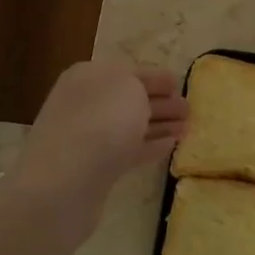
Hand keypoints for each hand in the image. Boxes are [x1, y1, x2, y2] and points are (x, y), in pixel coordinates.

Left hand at [10, 61, 187, 210]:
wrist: (65, 182)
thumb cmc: (101, 122)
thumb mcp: (129, 86)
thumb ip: (141, 84)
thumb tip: (142, 97)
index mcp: (90, 76)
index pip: (130, 72)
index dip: (157, 77)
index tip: (180, 85)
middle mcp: (85, 103)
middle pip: (130, 100)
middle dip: (160, 103)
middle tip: (189, 109)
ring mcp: (88, 137)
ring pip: (131, 126)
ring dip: (160, 126)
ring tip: (187, 128)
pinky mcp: (95, 168)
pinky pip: (128, 151)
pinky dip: (150, 147)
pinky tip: (171, 147)